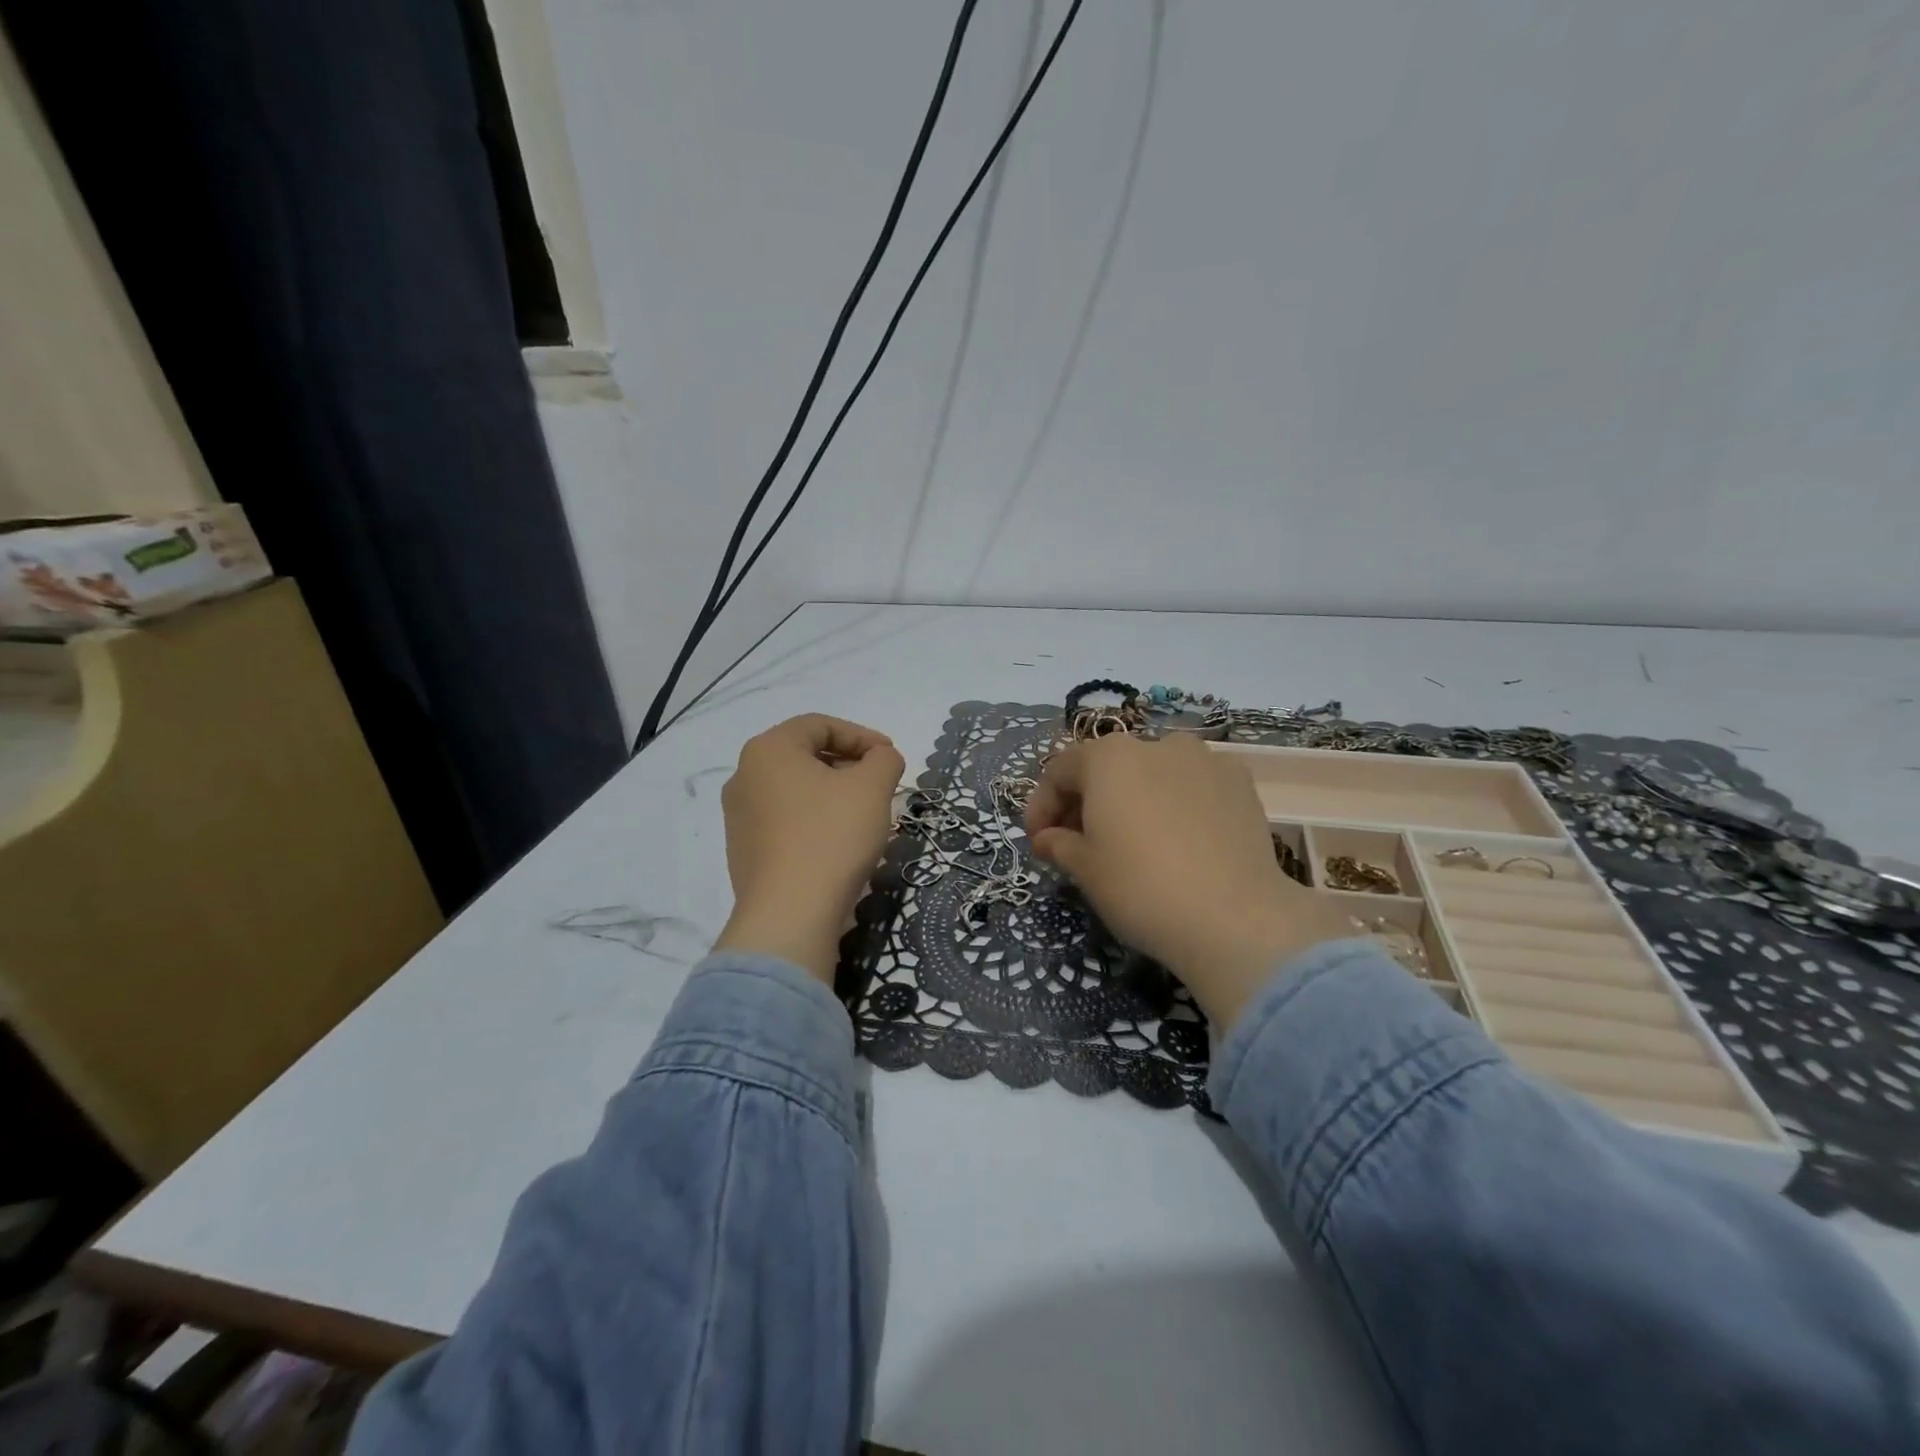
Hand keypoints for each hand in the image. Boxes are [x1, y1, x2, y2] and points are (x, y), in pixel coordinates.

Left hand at [715, 714, 905, 982]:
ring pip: (795, 790)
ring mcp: (738, 817)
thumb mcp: (872, 787)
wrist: (790, 914)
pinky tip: (839, 843)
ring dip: (832, 794)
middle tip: (880, 784)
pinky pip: (785, 822)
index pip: (819, 725)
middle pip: (804, 755)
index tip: (890, 756)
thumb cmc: (831, 836)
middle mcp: (744, 776)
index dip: (861, 735)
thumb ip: (884, 759)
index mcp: (768, 749)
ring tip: (864, 814)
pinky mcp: (743, 852)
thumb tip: (881, 758)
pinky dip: (814, 821)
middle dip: (848, 765)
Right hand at [1025, 733, 1349, 1026]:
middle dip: (1087, 802)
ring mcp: (1204, 760)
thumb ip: (1059, 844)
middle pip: (1107, 768)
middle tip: (1079, 844)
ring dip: (1132, 800)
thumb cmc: (1141, 887)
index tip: (1038, 843)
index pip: (1059, 772)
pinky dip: (1176, 805)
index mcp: (1108, 757)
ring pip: (1153, 774)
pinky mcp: (1240, 784)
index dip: (1041, 807)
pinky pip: (1193, 787)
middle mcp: (1156, 744)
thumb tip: (1049, 838)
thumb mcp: (1085, 870)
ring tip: (1132, 842)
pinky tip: (1178, 842)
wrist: (1234, 918)